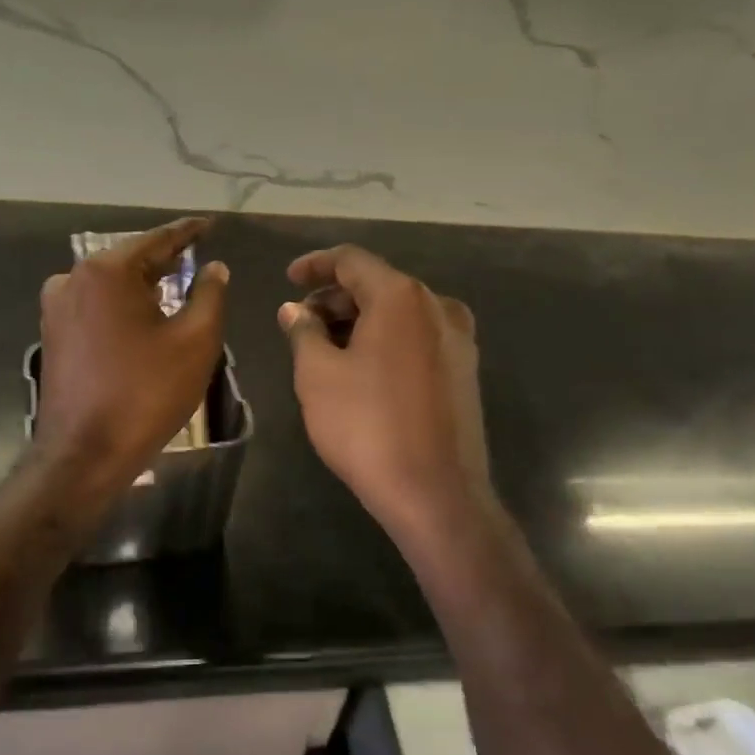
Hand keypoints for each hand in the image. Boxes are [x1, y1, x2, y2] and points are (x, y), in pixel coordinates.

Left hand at [35, 218, 228, 495]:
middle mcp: (73, 278)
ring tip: (177, 286)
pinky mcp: (54, 333)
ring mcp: (57, 307)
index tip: (210, 223)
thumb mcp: (195, 342)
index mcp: (106, 272)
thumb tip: (214, 267)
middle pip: (131, 259)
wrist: (83, 455)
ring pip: (112, 283)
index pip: (157, 239)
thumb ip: (210, 295)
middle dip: (166, 260)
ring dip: (144, 284)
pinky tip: (146, 316)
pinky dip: (124, 304)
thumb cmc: (145, 394)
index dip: (188, 232)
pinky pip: (97, 305)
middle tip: (199, 256)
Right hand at [278, 245, 492, 541]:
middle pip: (378, 284)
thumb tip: (295, 309)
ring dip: (360, 320)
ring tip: (325, 346)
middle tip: (301, 322)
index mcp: (401, 296)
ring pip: (399, 312)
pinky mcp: (465, 369)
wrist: (437, 494)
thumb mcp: (318, 376)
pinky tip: (362, 366)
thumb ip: (303, 331)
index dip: (315, 265)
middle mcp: (437, 306)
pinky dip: (386, 339)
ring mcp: (458, 338)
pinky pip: (417, 336)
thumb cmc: (368, 426)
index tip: (289, 279)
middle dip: (335, 297)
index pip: (351, 260)